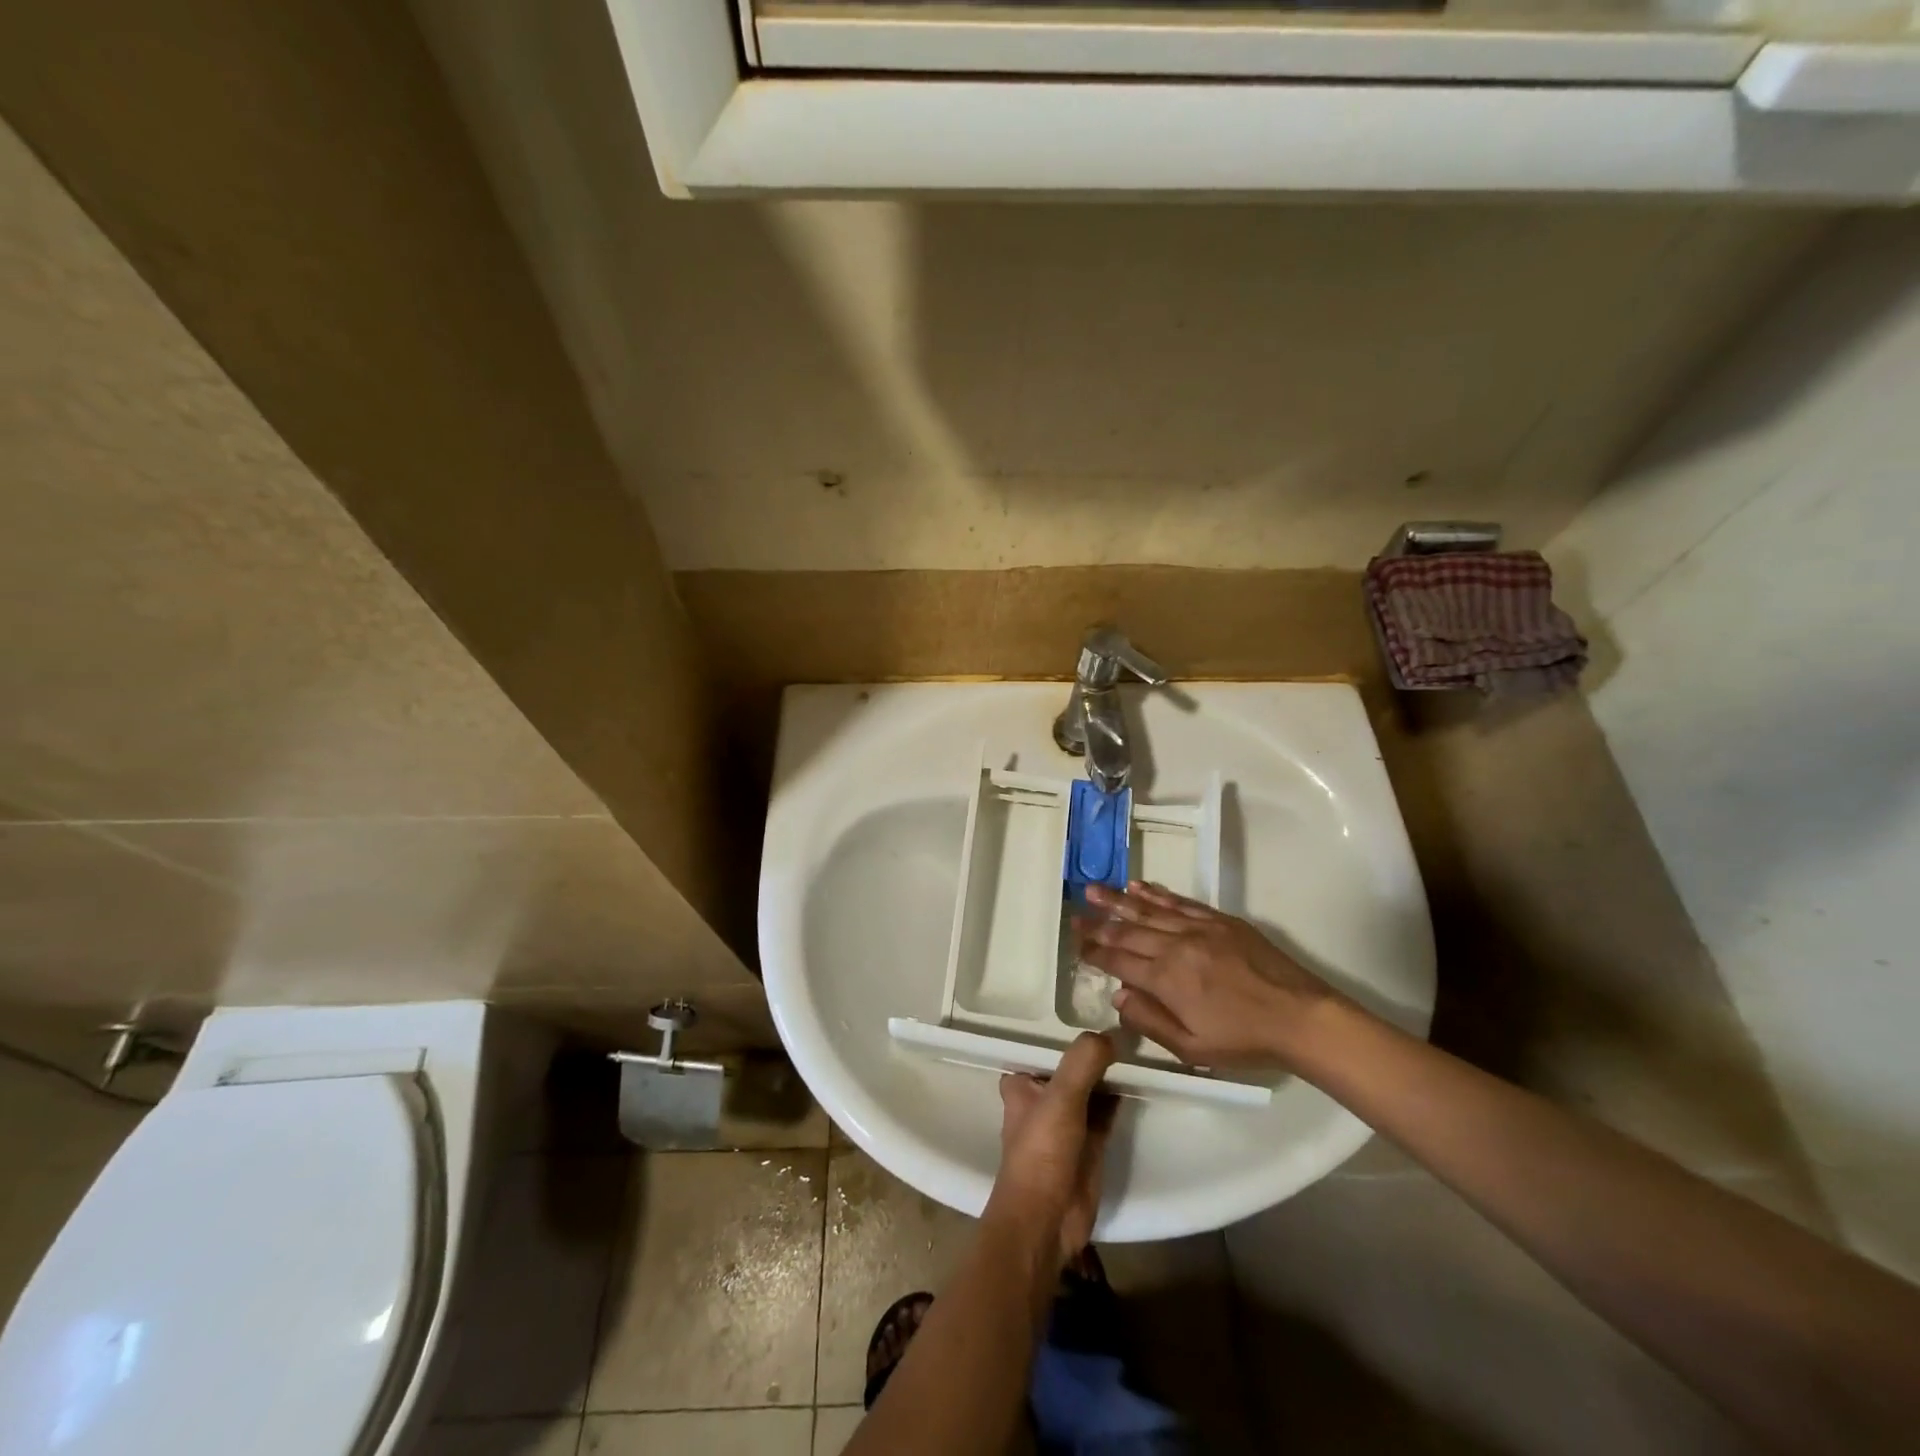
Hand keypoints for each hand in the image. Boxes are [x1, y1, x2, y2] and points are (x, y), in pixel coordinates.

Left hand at [988, 1032, 1117, 1266]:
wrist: (1046, 1220)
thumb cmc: (1041, 1152)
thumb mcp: (1061, 1097)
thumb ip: (1083, 1062)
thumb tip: (1110, 1035)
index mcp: (1023, 1083)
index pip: (1047, 1046)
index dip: (1070, 1031)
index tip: (1098, 1009)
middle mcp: (1043, 1098)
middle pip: (1073, 1066)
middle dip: (1095, 1052)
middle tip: (1128, 1024)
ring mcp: (1067, 1121)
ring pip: (1092, 1087)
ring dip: (1110, 1073)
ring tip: (1139, 1045)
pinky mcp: (1090, 1143)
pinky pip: (1107, 1111)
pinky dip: (1120, 1097)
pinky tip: (1140, 1079)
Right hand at [1079, 881, 1343, 1068]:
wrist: (1300, 1016)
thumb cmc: (1244, 1040)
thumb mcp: (1192, 1048)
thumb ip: (1150, 1021)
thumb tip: (1118, 995)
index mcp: (1166, 979)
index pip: (1119, 961)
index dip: (1094, 952)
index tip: (1075, 942)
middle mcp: (1175, 947)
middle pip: (1128, 931)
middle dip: (1098, 924)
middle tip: (1074, 914)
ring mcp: (1198, 928)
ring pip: (1148, 910)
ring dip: (1118, 900)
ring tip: (1094, 890)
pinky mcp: (1218, 920)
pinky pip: (1179, 902)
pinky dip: (1156, 893)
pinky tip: (1138, 886)